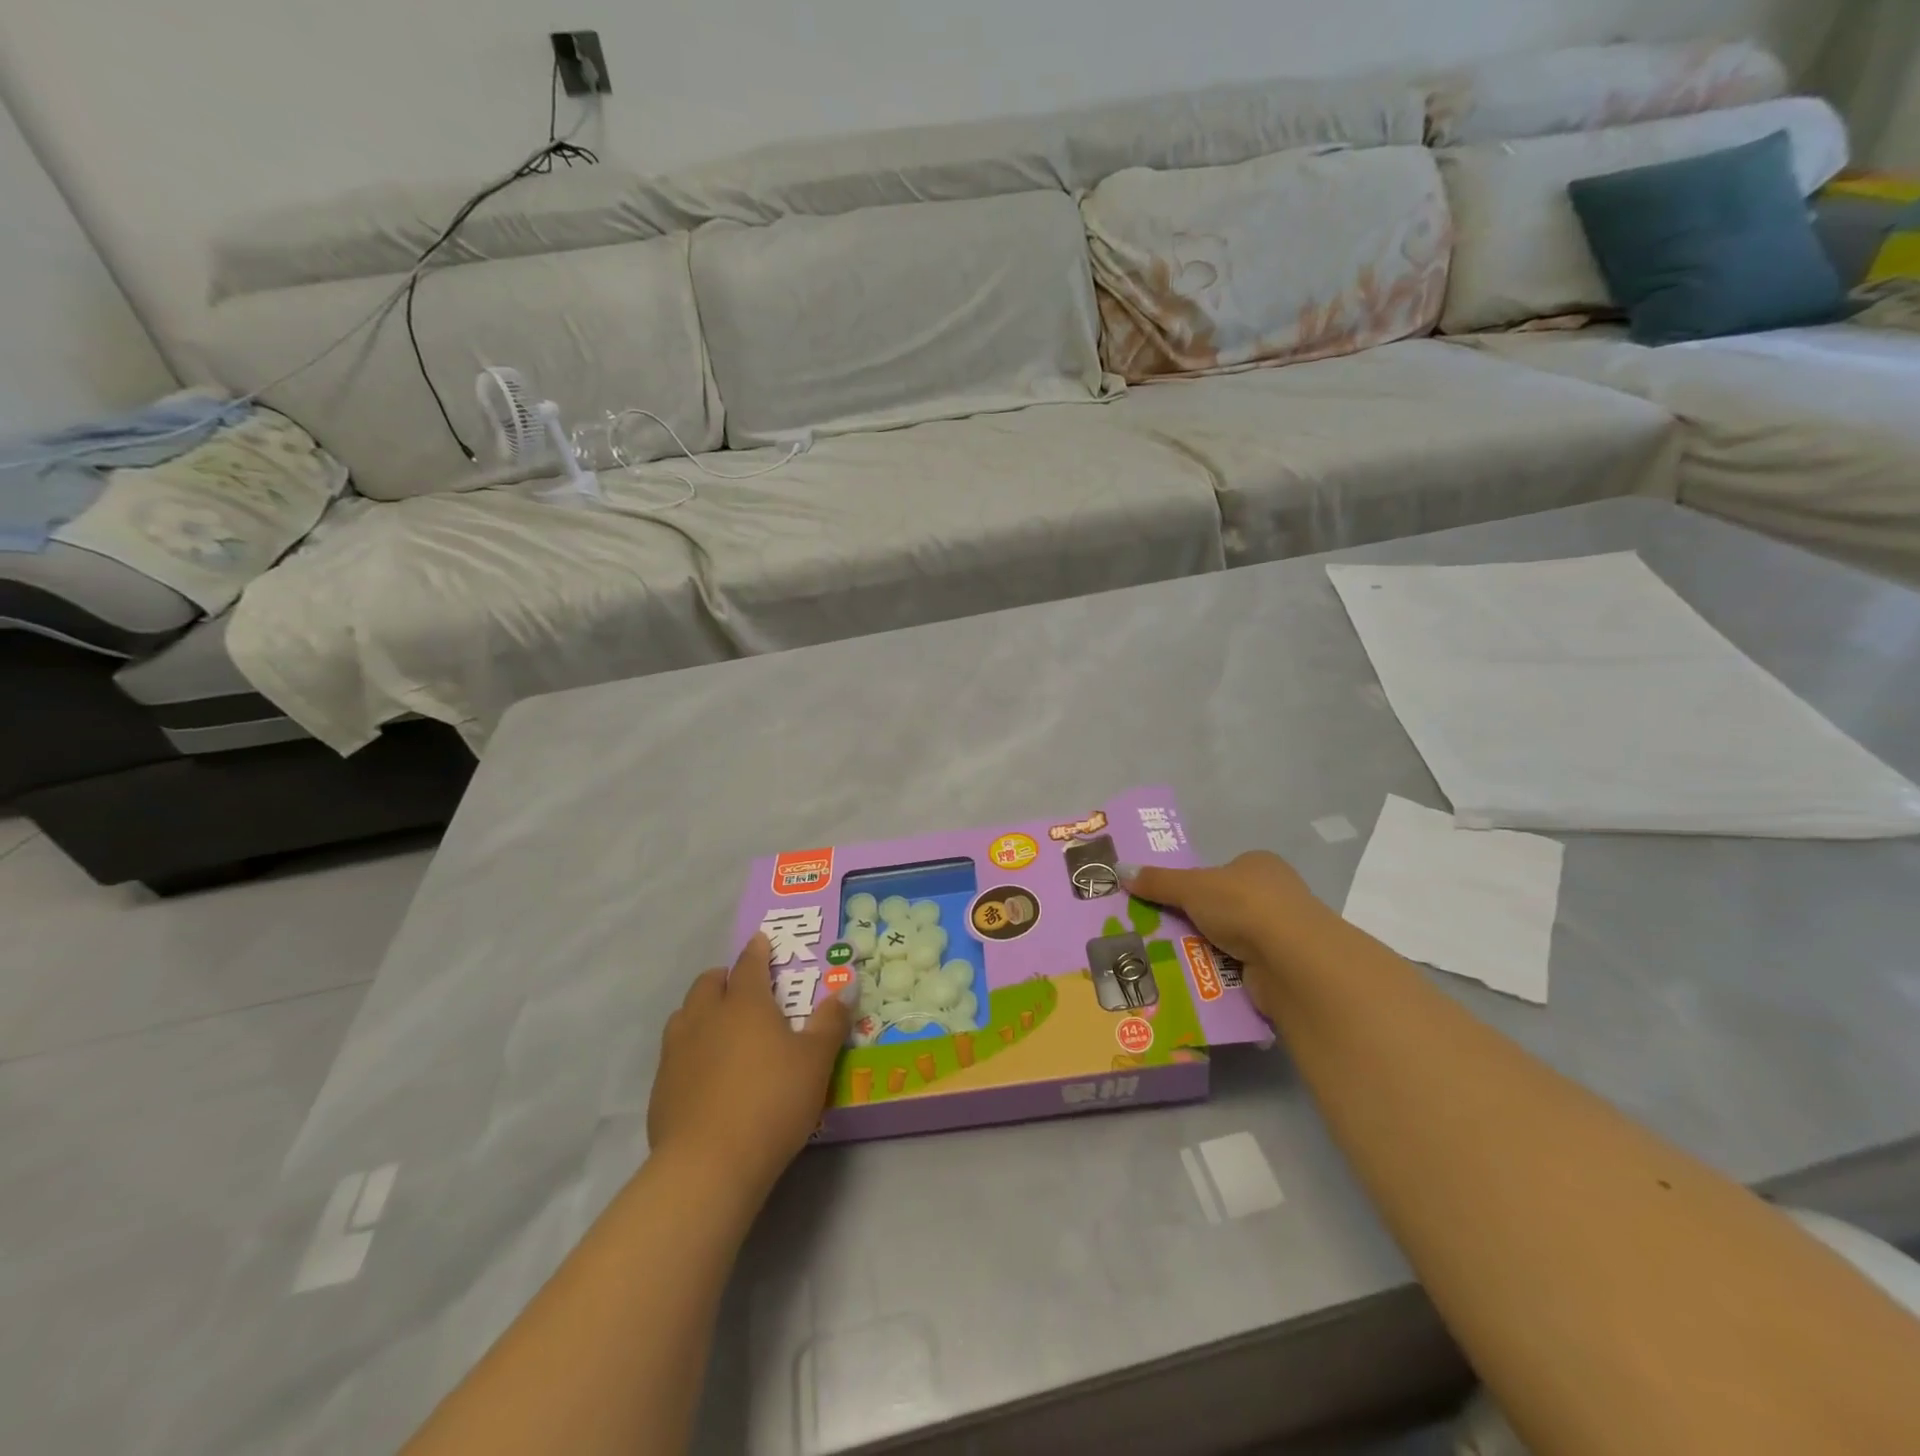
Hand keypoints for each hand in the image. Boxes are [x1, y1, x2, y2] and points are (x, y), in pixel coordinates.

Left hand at [648, 933, 851, 1204]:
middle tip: (743, 985)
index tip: (761, 940)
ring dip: (702, 1009)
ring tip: (720, 1024)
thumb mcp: (816, 1061)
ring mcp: (677, 1051)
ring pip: (685, 1014)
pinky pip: (674, 1051)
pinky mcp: (661, 1087)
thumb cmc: (772, 1101)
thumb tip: (848, 984)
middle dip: (725, 977)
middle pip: (708, 983)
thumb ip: (831, 1021)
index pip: (750, 964)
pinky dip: (690, 1047)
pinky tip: (705, 1071)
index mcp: (745, 1004)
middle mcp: (706, 1017)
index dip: (757, 950)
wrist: (708, 1165)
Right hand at [1119, 852, 1332, 1017]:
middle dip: (1194, 919)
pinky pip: (1238, 968)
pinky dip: (1218, 973)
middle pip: (1222, 906)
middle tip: (1156, 930)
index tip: (1165, 900)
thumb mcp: (1192, 887)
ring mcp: (1281, 933)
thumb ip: (1158, 881)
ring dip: (1203, 948)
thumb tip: (1120, 870)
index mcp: (1259, 865)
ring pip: (1228, 939)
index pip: (1221, 871)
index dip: (1193, 884)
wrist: (1292, 959)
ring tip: (1165, 958)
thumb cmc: (1243, 905)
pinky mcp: (1281, 968)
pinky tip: (1193, 979)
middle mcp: (1274, 895)